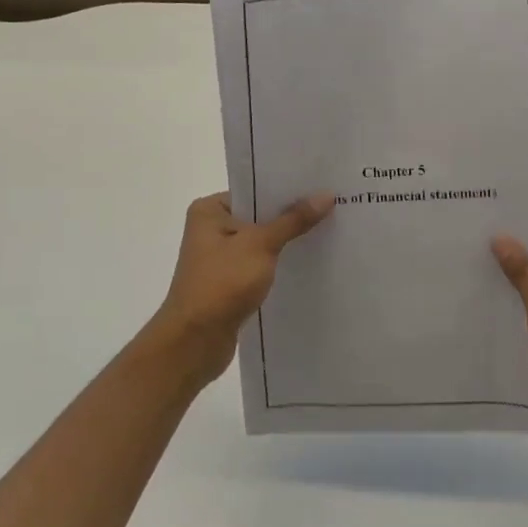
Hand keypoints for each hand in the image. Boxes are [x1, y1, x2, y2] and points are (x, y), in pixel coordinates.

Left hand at [148, 191, 334, 383]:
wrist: (194, 342)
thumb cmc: (222, 284)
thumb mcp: (261, 245)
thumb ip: (293, 220)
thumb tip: (326, 195)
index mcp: (209, 211)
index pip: (255, 191)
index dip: (287, 189)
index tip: (322, 184)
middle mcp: (211, 229)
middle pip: (260, 215)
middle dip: (292, 215)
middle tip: (333, 206)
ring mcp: (220, 258)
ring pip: (262, 242)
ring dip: (288, 242)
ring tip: (329, 231)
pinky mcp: (229, 282)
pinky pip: (261, 264)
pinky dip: (280, 263)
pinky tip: (309, 262)